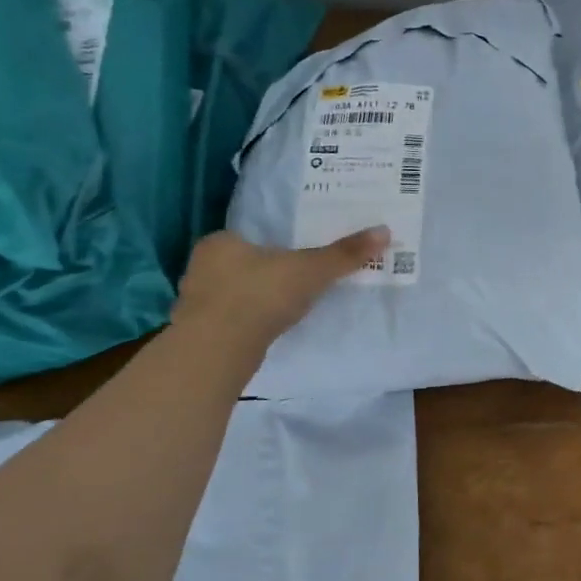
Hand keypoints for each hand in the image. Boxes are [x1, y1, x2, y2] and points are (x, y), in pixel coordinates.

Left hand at [172, 227, 386, 347]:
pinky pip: (231, 319)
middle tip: (297, 281)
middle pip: (241, 265)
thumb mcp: (312, 270)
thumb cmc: (261, 295)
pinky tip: (269, 329)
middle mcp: (201, 266)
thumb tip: (384, 231)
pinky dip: (249, 322)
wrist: (219, 349)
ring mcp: (196, 301)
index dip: (273, 246)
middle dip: (266, 273)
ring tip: (287, 306)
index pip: (248, 237)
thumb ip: (345, 253)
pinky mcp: (200, 332)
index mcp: (220, 242)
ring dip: (256, 300)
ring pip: (234, 293)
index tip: (296, 257)